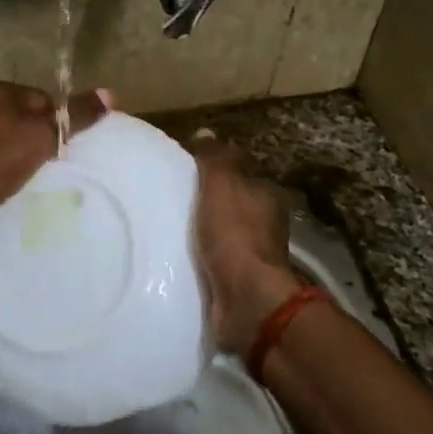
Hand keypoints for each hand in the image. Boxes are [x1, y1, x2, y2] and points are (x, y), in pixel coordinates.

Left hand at [0, 82, 110, 222]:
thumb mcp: (43, 137)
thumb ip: (76, 116)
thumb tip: (111, 93)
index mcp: (1, 90)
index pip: (42, 98)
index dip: (56, 122)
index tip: (61, 148)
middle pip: (20, 114)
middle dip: (33, 134)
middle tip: (44, 162)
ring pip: (0, 131)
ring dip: (11, 147)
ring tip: (22, 174)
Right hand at [188, 132, 300, 355]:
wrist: (247, 301)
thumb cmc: (235, 235)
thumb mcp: (222, 184)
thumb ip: (215, 158)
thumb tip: (206, 132)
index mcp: (267, 197)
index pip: (240, 174)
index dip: (214, 171)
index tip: (184, 172)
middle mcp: (266, 225)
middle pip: (230, 206)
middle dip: (205, 204)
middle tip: (168, 200)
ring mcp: (254, 258)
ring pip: (221, 236)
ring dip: (200, 235)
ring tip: (165, 230)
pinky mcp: (238, 285)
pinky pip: (213, 265)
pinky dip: (198, 261)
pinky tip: (174, 258)